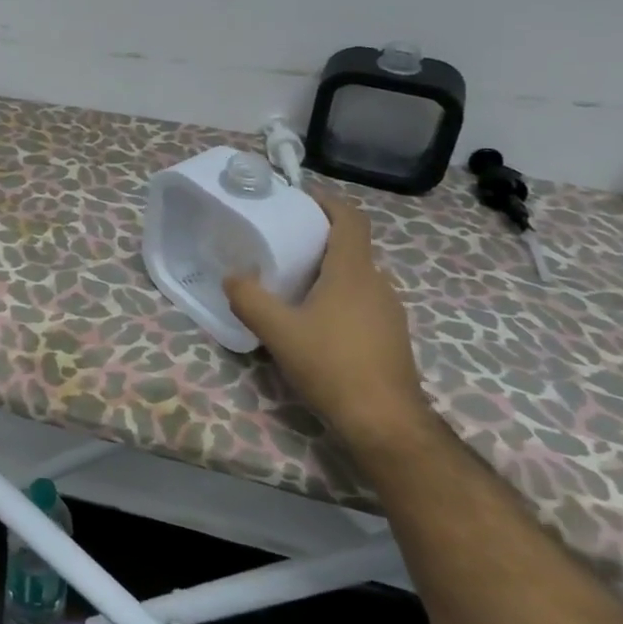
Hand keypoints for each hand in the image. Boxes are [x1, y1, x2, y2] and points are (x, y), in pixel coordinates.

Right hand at [224, 195, 431, 451]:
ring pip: (354, 277)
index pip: (349, 218)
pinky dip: (336, 297)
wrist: (386, 424)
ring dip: (325, 271)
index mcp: (352, 271)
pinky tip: (312, 322)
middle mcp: (377, 283)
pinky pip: (360, 301)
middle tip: (280, 244)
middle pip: (349, 246)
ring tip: (290, 283)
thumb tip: (232, 276)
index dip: (327, 202)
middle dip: (317, 238)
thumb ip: (249, 298)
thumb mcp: (278, 331)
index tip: (298, 199)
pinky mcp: (390, 338)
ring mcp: (389, 312)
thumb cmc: (333, 366)